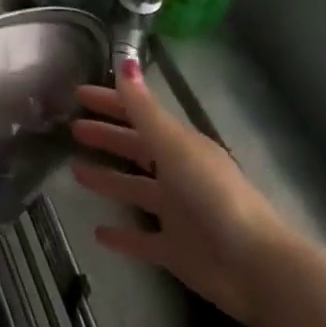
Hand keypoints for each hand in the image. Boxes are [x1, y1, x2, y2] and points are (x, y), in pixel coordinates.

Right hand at [70, 58, 286, 323]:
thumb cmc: (213, 195)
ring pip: (135, 189)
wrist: (252, 265)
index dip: (111, 103)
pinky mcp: (175, 250)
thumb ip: (145, 109)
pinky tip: (98, 232)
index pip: (140, 115)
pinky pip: (142, 239)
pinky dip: (122, 236)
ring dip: (108, 179)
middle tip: (73, 129)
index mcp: (181, 146)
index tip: (79, 94)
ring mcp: (177, 213)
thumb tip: (125, 61)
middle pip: (137, 149)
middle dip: (107, 137)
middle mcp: (178, 175)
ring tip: (75, 171)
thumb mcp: (174, 146)